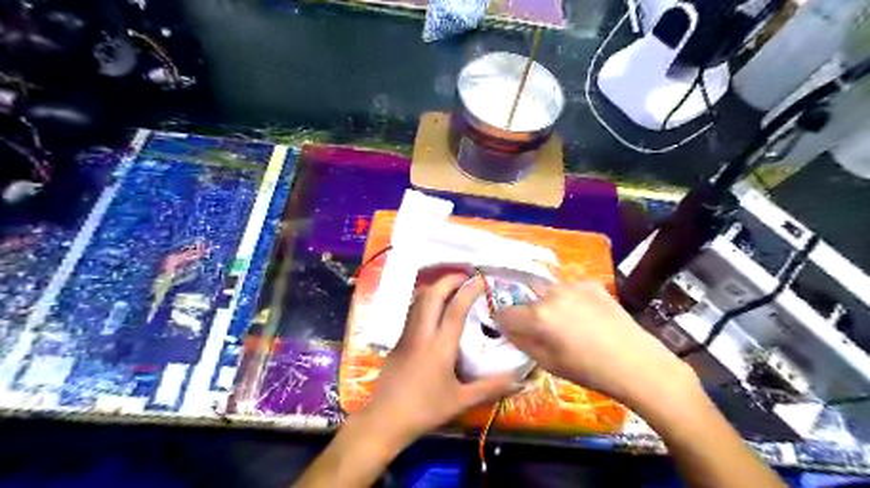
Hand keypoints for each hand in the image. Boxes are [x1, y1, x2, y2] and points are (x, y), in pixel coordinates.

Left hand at [359, 273, 513, 443]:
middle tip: (465, 276)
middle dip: (448, 280)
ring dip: (435, 287)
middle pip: (432, 295)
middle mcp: (422, 333)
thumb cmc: (425, 410)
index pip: (455, 308)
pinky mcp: (398, 340)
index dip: (469, 290)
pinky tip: (433, 308)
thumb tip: (519, 380)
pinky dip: (424, 300)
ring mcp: (407, 335)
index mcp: (440, 346)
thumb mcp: (461, 401)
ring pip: (418, 300)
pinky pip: (412, 311)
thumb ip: (491, 387)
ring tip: (451, 286)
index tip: (481, 280)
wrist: (385, 419)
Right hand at [493, 280, 698, 409]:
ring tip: (569, 323)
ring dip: (550, 304)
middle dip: (529, 312)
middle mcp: (551, 293)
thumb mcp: (547, 363)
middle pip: (527, 299)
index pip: (504, 311)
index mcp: (538, 316)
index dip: (505, 322)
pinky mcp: (591, 283)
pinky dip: (571, 300)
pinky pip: (569, 289)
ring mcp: (573, 285)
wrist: (636, 362)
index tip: (513, 330)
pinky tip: (587, 316)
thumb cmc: (588, 370)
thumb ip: (521, 341)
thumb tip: (508, 328)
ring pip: (548, 292)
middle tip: (544, 330)